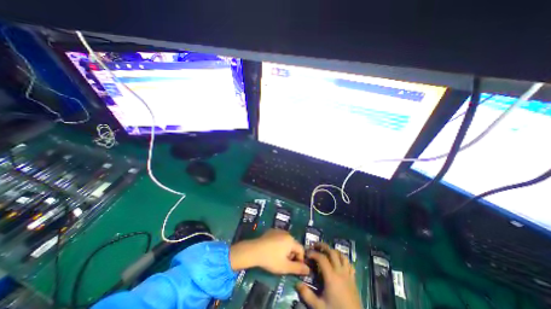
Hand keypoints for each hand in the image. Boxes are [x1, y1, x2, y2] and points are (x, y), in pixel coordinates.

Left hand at [231, 229, 311, 275]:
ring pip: (286, 241)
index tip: (294, 268)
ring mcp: (278, 231)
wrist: (254, 250)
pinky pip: (279, 238)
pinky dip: (279, 244)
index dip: (300, 260)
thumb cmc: (271, 259)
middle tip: (285, 263)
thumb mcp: (285, 267)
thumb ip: (298, 268)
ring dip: (285, 249)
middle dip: (291, 255)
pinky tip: (272, 250)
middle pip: (293, 245)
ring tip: (278, 257)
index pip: (301, 249)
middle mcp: (286, 233)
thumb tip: (308, 269)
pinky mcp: (271, 231)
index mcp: (291, 240)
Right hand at [297, 244, 362, 308]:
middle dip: (323, 246)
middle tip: (315, 245)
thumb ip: (307, 295)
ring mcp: (348, 274)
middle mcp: (340, 271)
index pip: (321, 258)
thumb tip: (296, 284)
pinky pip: (349, 264)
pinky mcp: (353, 279)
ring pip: (342, 255)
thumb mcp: (319, 307)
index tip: (307, 253)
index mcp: (331, 276)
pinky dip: (343, 259)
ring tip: (326, 251)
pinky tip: (339, 262)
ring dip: (333, 251)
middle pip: (332, 252)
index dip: (313, 253)